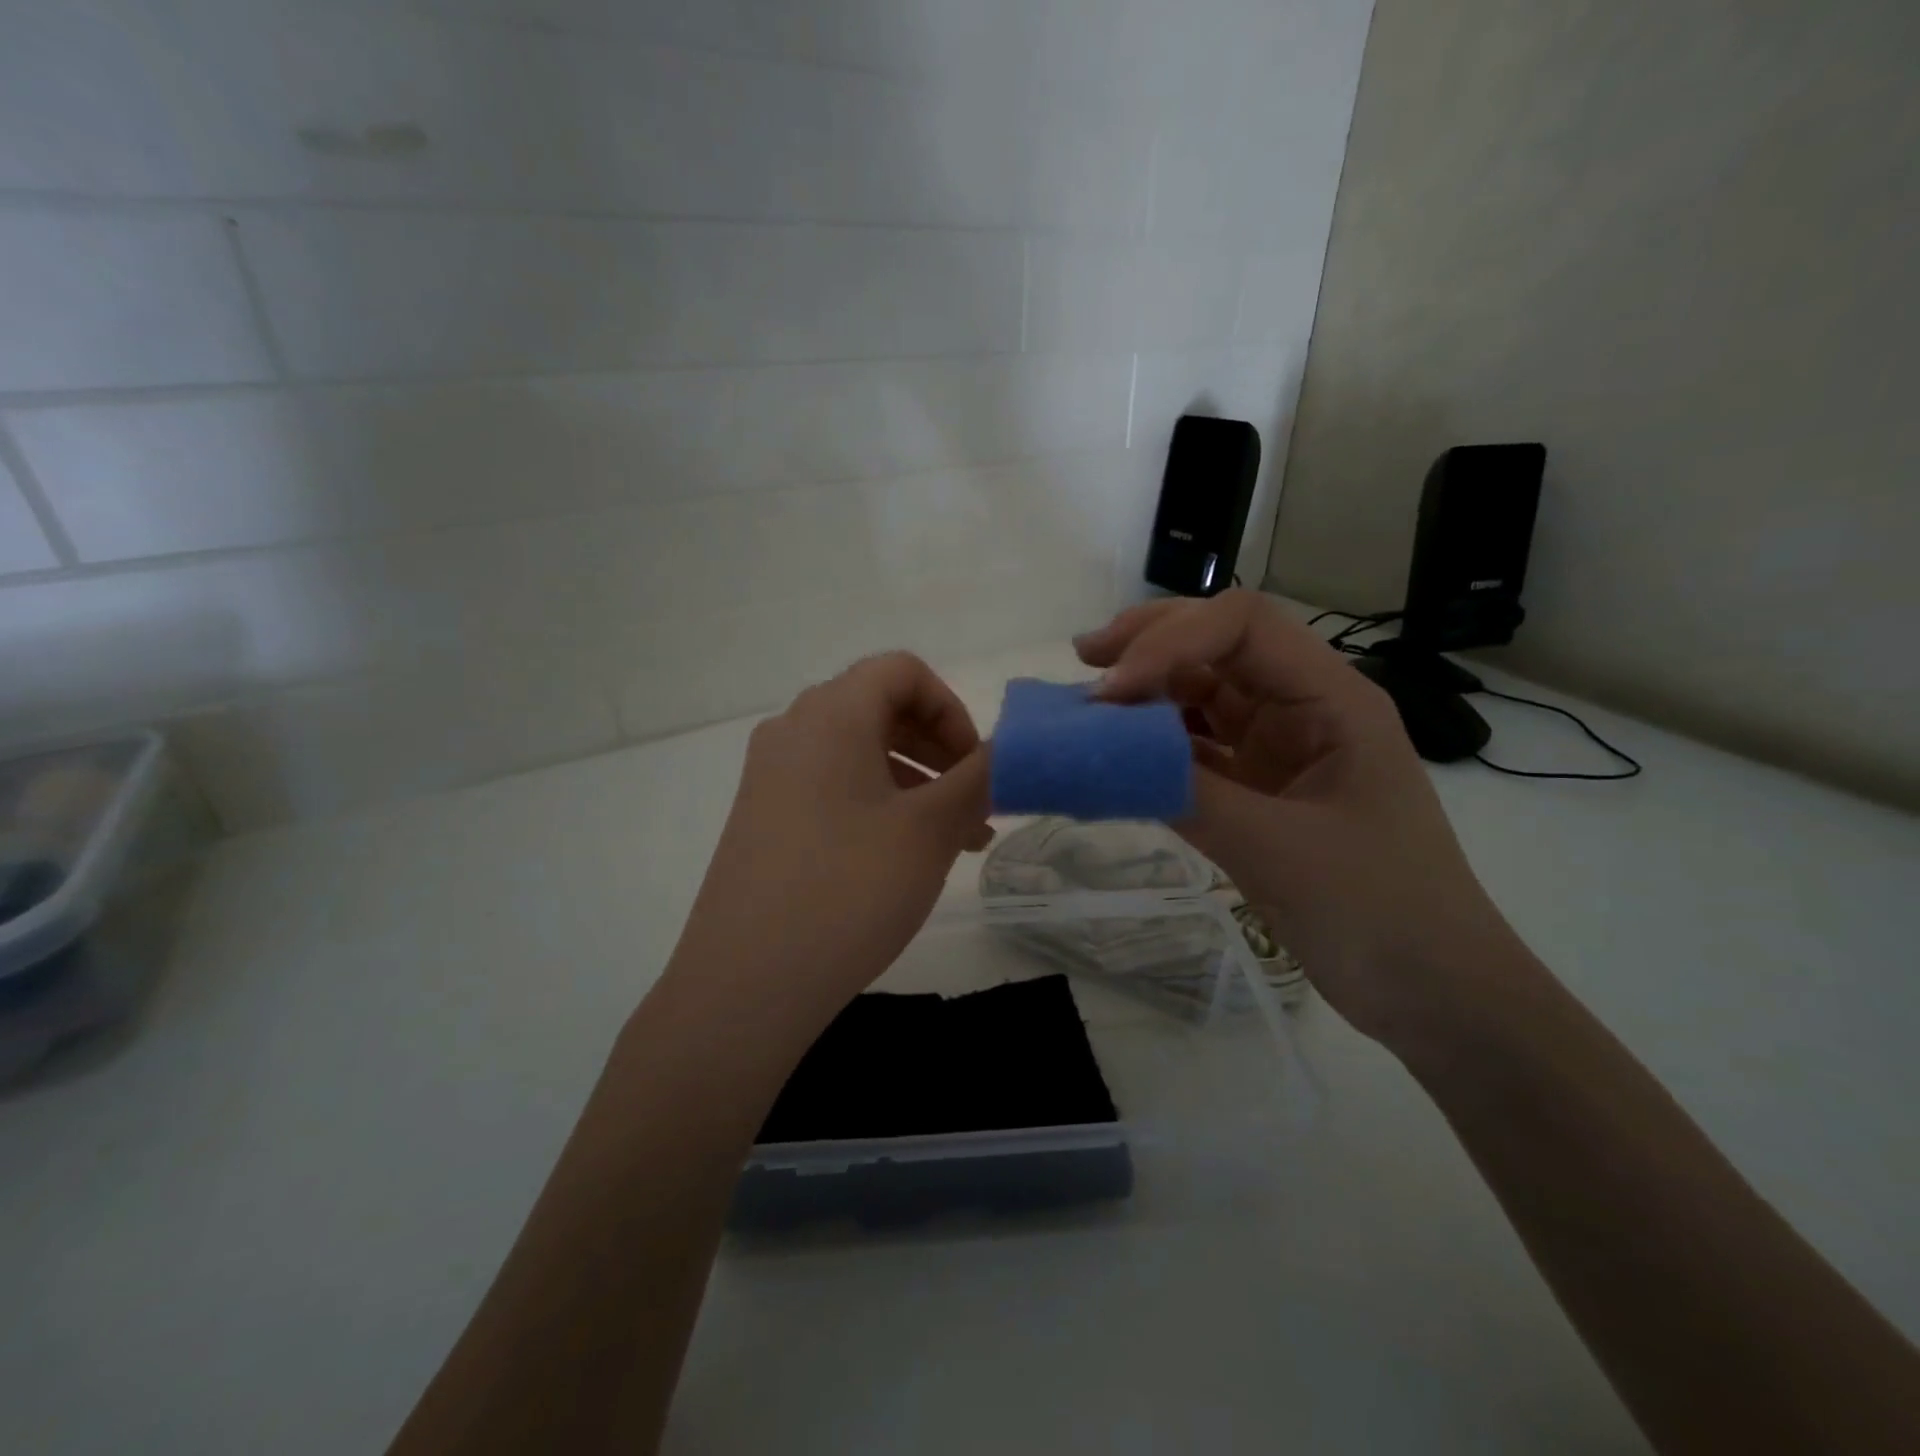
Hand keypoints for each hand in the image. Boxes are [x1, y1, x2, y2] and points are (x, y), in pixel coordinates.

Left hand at [661, 652, 991, 1039]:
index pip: (902, 671)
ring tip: (955, 840)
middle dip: (939, 749)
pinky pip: (832, 786)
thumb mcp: (930, 830)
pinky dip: (877, 803)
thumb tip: (1009, 749)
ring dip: (915, 781)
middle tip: (975, 805)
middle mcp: (793, 731)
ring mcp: (770, 776)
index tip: (975, 765)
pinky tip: (905, 856)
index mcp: (831, 714)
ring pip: (859, 753)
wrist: (746, 984)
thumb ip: (979, 777)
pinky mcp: (762, 817)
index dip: (951, 708)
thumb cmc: (849, 890)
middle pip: (880, 708)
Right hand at [1075, 589, 1523, 1045]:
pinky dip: (1154, 744)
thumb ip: (1188, 792)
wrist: (1431, 991)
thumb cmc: (1377, 911)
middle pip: (1220, 642)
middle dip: (1151, 641)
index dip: (1170, 641)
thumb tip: (1103, 752)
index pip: (1243, 627)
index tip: (1113, 692)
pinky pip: (1197, 748)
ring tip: (1088, 700)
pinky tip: (1117, 752)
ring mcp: (1280, 748)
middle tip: (1085, 659)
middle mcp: (1303, 708)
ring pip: (1204, 692)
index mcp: (1332, 700)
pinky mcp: (1259, 788)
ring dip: (1147, 690)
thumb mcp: (1276, 849)